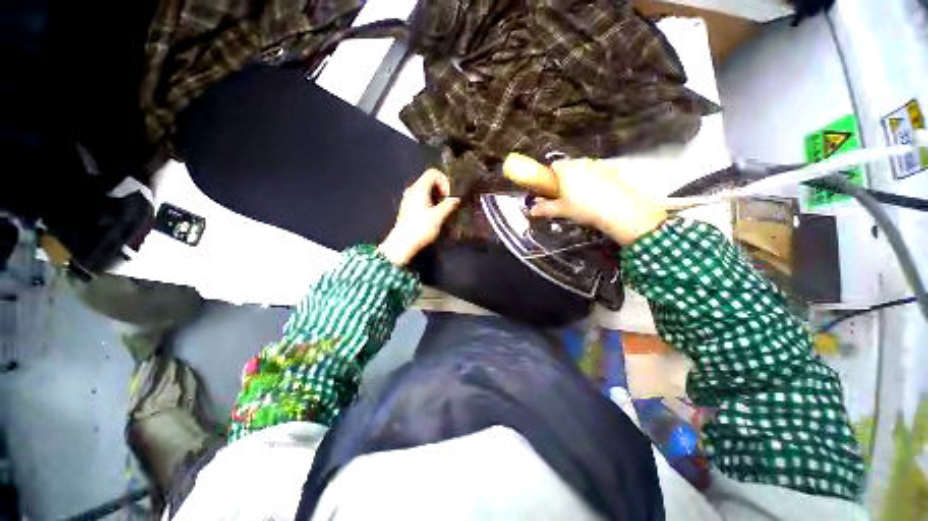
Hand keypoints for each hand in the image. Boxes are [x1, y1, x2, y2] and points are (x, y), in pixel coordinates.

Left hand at [378, 169, 459, 265]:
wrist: (402, 244)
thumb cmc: (421, 228)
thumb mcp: (439, 216)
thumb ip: (449, 205)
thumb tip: (458, 198)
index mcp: (419, 188)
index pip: (433, 173)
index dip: (445, 181)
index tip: (449, 195)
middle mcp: (412, 190)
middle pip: (430, 180)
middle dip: (442, 190)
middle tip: (449, 203)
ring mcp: (409, 199)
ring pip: (426, 191)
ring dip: (437, 198)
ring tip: (443, 211)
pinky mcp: (408, 208)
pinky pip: (422, 199)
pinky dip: (431, 203)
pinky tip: (434, 216)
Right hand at [527, 157, 667, 245]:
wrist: (620, 210)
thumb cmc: (585, 208)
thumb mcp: (562, 210)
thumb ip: (545, 208)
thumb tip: (532, 210)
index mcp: (566, 169)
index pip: (553, 166)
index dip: (549, 177)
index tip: (550, 190)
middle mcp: (582, 162)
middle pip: (568, 166)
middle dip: (565, 179)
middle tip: (565, 197)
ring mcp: (598, 164)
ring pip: (583, 169)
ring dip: (580, 179)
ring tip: (582, 198)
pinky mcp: (612, 170)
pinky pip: (597, 172)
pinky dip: (594, 180)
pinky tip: (597, 196)